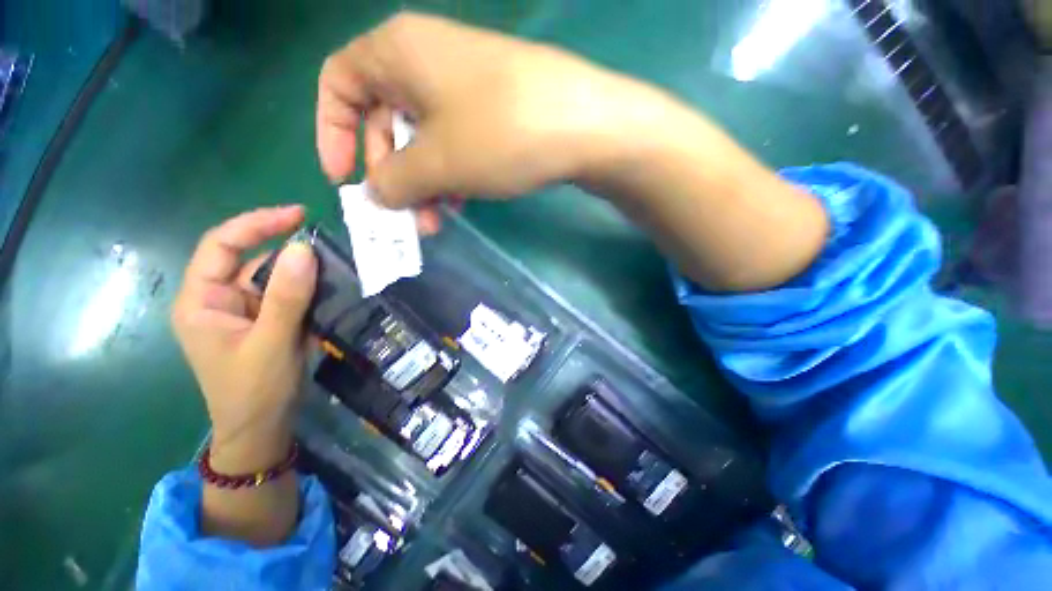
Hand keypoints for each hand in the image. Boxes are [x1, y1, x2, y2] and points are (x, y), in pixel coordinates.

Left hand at [171, 206, 316, 471]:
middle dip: (285, 248)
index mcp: (202, 301)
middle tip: (325, 242)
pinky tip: (330, 288)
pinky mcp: (266, 321)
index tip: (297, 215)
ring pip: (273, 277)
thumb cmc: (255, 390)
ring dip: (302, 271)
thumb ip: (287, 296)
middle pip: (250, 259)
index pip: (220, 246)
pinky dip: (308, 289)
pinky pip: (287, 295)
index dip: (255, 224)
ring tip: (336, 266)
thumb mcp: (271, 342)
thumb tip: (304, 248)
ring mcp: (244, 311)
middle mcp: (219, 299)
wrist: (263, 428)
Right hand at [317, 12, 678, 231]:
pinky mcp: (492, 110)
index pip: (339, 84)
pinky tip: (462, 204)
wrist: (582, 126)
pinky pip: (455, 143)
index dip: (333, 132)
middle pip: (386, 120)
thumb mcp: (436, 163)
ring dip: (425, 185)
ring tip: (436, 223)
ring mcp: (464, 86)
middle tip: (406, 218)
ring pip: (424, 139)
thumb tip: (375, 194)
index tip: (343, 178)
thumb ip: (395, 180)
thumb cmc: (498, 134)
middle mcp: (427, 60)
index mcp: (398, 52)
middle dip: (392, 175)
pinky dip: (451, 175)